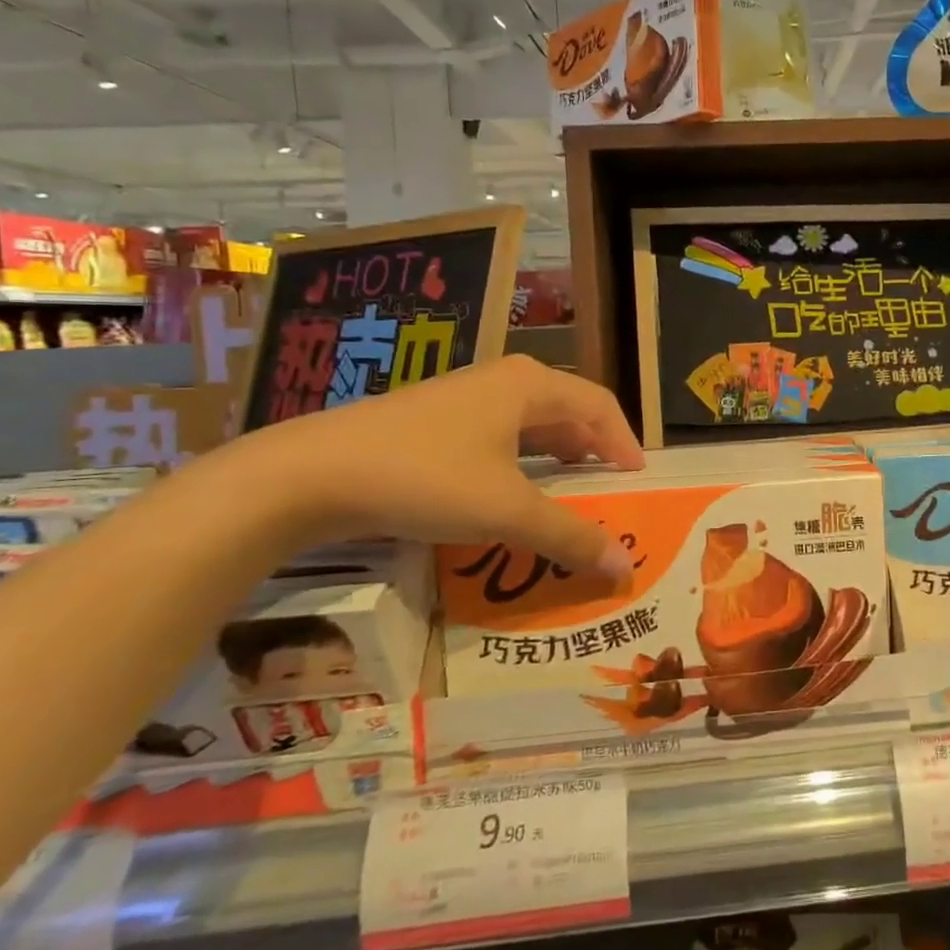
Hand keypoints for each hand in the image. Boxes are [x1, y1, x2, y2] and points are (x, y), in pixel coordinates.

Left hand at [249, 355, 643, 574]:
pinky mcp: (432, 418)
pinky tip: (508, 489)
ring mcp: (463, 396)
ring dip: (556, 453)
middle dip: (592, 447)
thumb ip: (570, 536)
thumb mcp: (507, 511)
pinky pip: (497, 433)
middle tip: (608, 486)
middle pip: (567, 409)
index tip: (638, 478)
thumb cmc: (426, 477)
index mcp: (530, 385)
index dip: (624, 441)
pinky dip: (520, 459)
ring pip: (529, 421)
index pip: (599, 406)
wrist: (310, 474)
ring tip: (567, 488)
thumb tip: (625, 569)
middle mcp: (502, 380)